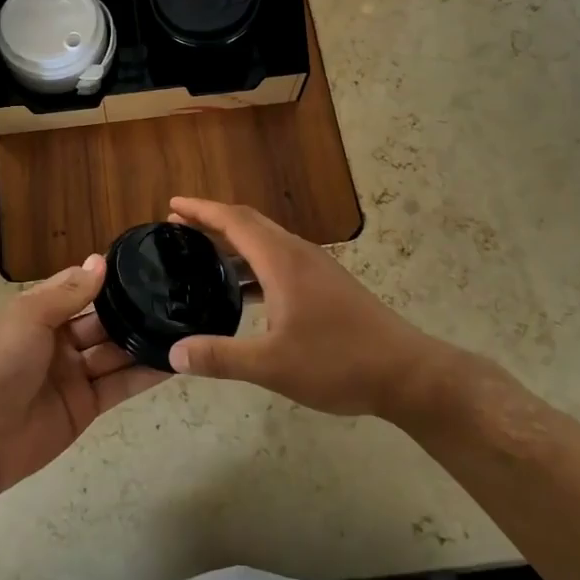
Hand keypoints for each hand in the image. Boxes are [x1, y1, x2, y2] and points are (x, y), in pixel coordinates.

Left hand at [0, 254, 167, 493]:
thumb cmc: (0, 363)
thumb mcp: (29, 317)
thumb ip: (68, 292)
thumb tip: (100, 260)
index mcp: (40, 313)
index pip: (79, 288)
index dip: (106, 279)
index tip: (145, 265)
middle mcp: (60, 340)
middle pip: (103, 321)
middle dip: (132, 310)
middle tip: (175, 297)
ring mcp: (75, 374)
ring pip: (116, 352)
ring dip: (144, 340)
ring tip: (184, 325)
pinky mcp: (87, 405)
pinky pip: (121, 385)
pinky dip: (145, 375)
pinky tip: (174, 362)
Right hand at [167, 198, 459, 419]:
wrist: (407, 374)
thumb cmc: (338, 362)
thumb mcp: (272, 365)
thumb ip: (220, 357)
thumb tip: (173, 353)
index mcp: (282, 261)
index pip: (234, 221)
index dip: (201, 210)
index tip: (172, 206)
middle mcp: (298, 254)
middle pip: (249, 224)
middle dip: (212, 221)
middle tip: (178, 229)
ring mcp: (316, 269)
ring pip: (266, 242)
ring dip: (233, 243)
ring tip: (202, 255)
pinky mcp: (327, 285)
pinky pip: (279, 260)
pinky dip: (253, 264)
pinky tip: (243, 290)